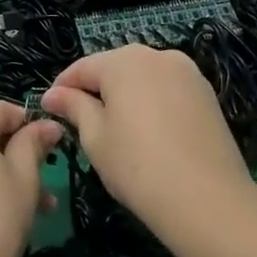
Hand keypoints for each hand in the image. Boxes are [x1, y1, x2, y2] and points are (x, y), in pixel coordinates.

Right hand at [42, 45, 251, 241]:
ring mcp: (187, 73)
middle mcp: (157, 55)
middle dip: (95, 89)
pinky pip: (167, 90)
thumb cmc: (138, 166)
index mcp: (123, 61)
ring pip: (143, 78)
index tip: (48, 109)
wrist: (208, 200)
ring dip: (125, 95)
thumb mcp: (95, 137)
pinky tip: (148, 132)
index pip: (82, 68)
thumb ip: (74, 107)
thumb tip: (52, 95)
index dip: (62, 88)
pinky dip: (151, 103)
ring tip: (115, 128)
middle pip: (114, 68)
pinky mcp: (206, 94)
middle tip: (80, 121)